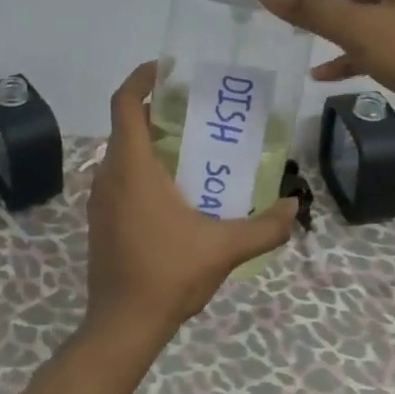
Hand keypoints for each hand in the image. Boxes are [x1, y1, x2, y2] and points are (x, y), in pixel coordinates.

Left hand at [84, 62, 298, 344]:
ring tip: (190, 148)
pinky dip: (142, 169)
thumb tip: (294, 207)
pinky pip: (119, 178)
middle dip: (156, 111)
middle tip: (194, 110)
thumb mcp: (224, 248)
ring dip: (149, 143)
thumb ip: (265, 227)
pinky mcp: (100, 220)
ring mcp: (99, 199)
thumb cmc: (168, 274)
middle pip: (126, 126)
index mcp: (132, 167)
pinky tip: (174, 192)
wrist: (122, 325)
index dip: (141, 78)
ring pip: (122, 154)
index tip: (166, 68)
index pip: (124, 103)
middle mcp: (108, 174)